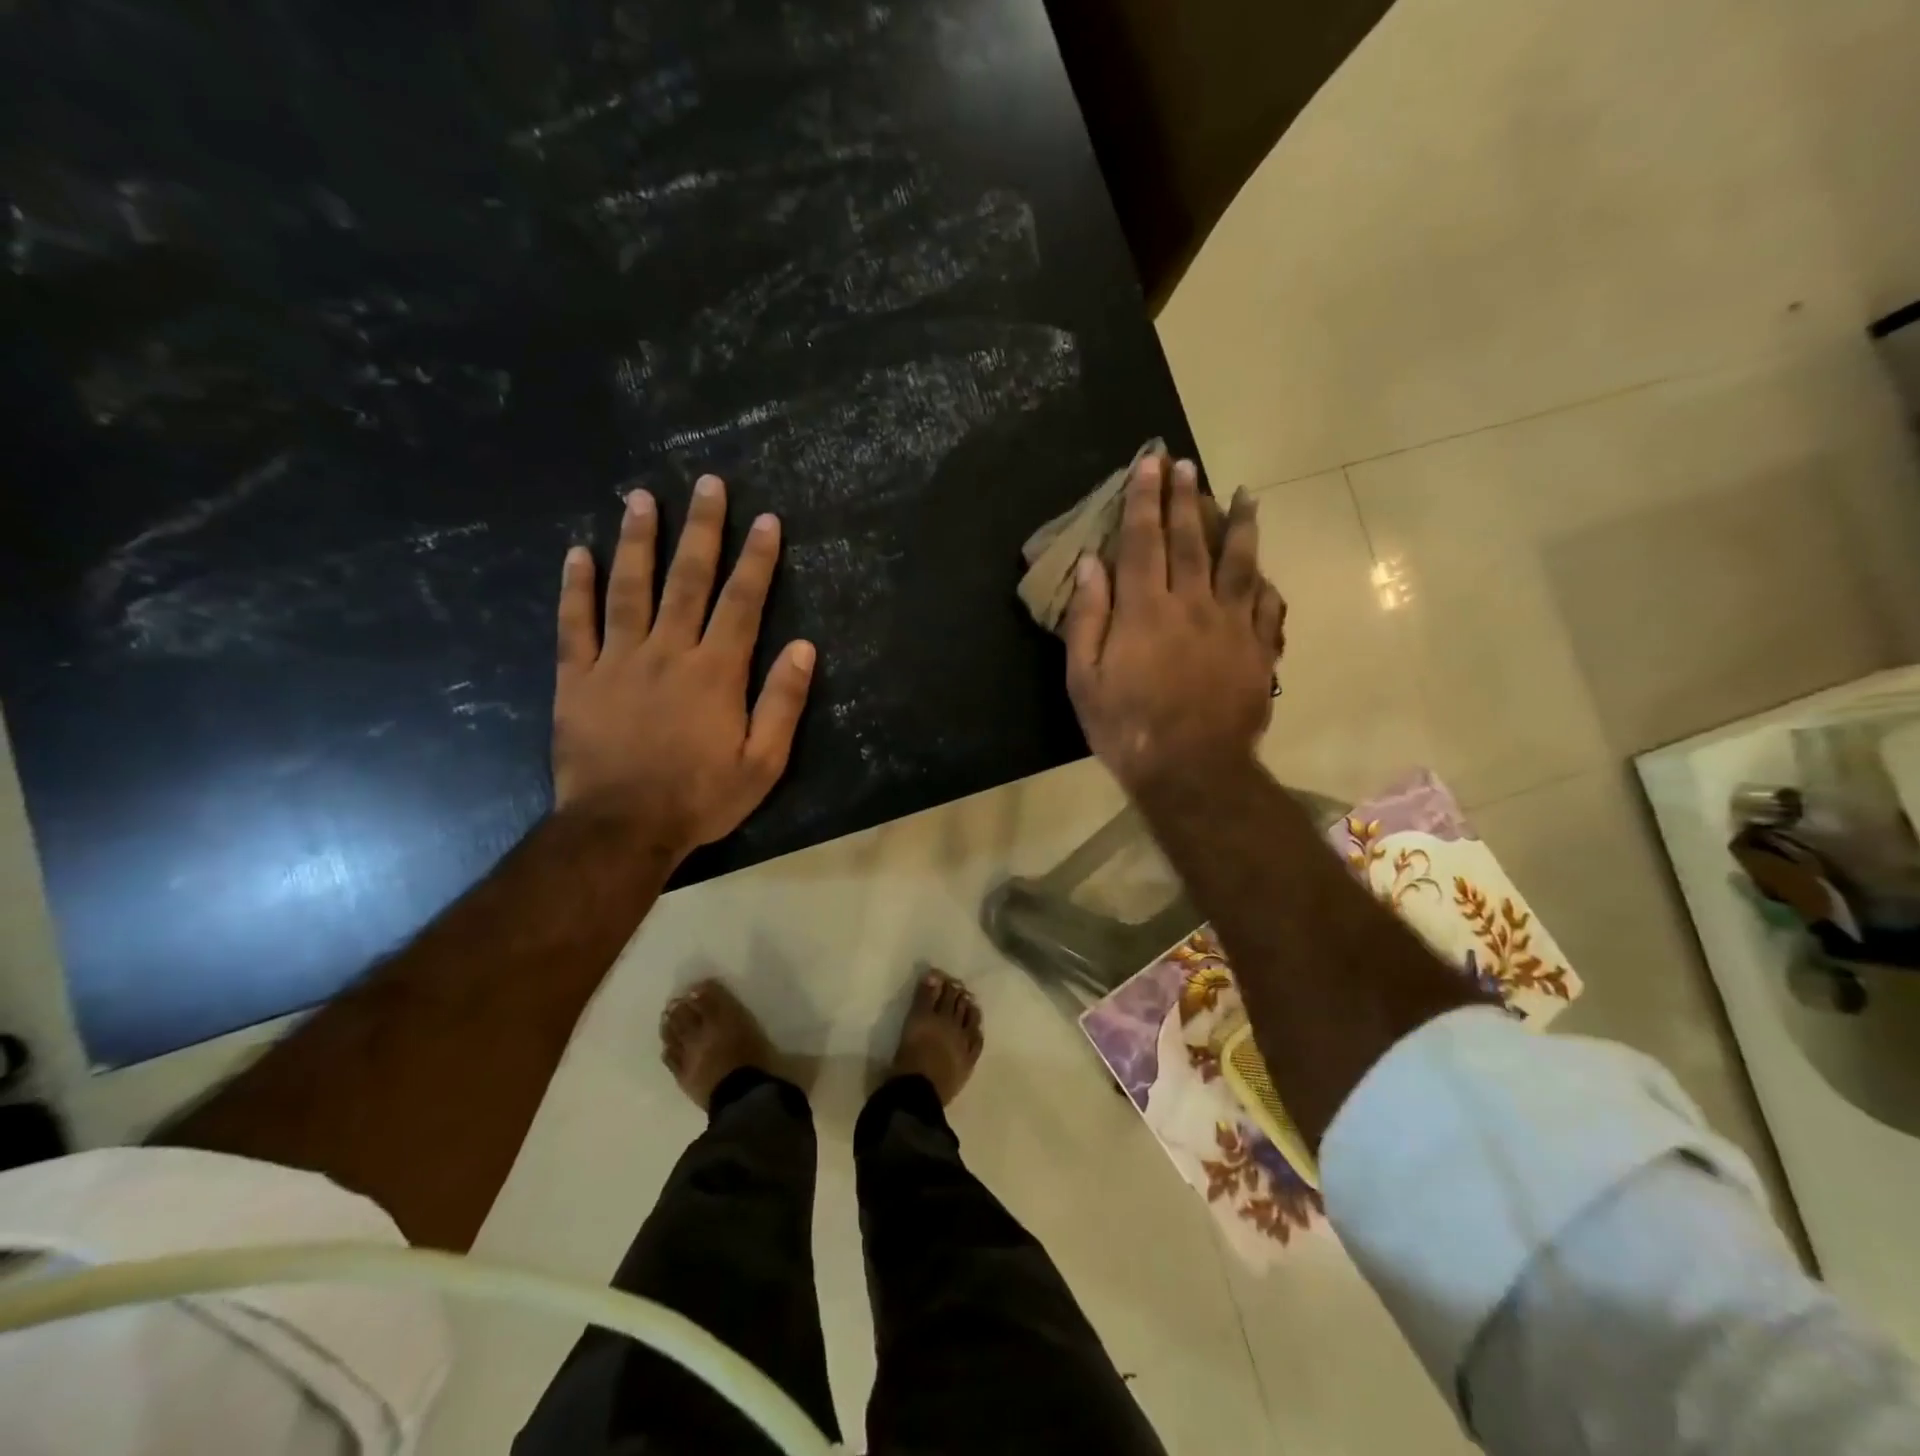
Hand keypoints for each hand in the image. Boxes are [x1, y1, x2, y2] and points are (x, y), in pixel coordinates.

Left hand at [552, 474, 815, 861]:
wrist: (621, 828)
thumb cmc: (700, 797)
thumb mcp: (763, 762)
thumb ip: (783, 702)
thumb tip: (805, 647)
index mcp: (716, 672)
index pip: (742, 602)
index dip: (757, 559)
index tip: (766, 520)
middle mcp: (669, 652)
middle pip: (687, 580)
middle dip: (701, 529)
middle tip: (707, 483)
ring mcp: (618, 661)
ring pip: (629, 588)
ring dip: (637, 540)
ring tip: (640, 498)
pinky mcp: (577, 678)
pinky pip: (575, 624)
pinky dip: (576, 588)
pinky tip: (578, 553)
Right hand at [1063, 454, 1285, 797]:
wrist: (1192, 770)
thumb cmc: (1127, 727)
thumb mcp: (1085, 679)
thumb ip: (1087, 618)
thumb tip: (1090, 564)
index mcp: (1145, 610)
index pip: (1142, 541)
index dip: (1144, 499)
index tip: (1150, 463)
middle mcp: (1191, 605)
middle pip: (1190, 540)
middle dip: (1186, 498)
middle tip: (1186, 464)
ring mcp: (1231, 625)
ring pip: (1239, 562)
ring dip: (1240, 524)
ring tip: (1245, 494)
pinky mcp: (1258, 649)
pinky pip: (1266, 605)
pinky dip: (1264, 582)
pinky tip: (1264, 570)